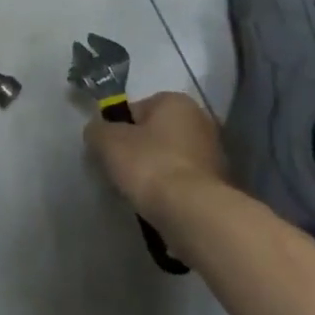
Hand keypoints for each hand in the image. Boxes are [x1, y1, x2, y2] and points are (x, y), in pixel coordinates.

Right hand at [84, 91, 228, 222]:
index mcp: (176, 101)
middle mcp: (200, 120)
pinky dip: (170, 189)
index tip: (109, 150)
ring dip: (155, 171)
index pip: (136, 108)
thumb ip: (97, 130)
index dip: (118, 128)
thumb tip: (97, 132)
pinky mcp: (218, 183)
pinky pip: (182, 180)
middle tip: (121, 171)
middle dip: (138, 150)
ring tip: (139, 192)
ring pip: (170, 158)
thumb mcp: (107, 141)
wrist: (191, 212)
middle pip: (155, 133)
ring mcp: (214, 153)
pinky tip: (158, 203)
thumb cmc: (149, 165)